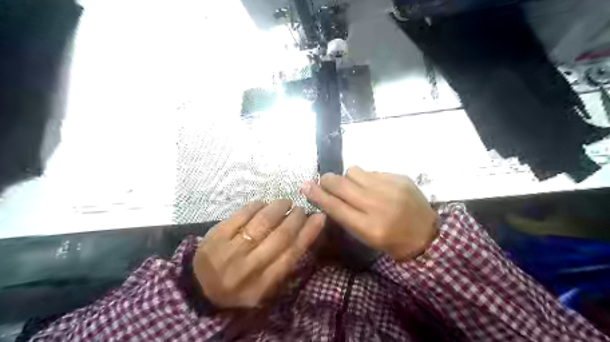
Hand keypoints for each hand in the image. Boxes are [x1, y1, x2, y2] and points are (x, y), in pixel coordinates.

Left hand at [194, 199, 326, 307]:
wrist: (199, 287)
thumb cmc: (238, 285)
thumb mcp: (264, 285)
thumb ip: (283, 262)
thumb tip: (304, 230)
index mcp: (262, 284)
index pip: (291, 255)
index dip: (308, 233)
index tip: (319, 217)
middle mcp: (247, 268)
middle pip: (280, 237)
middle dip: (295, 218)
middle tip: (300, 208)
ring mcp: (229, 251)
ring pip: (262, 222)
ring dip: (278, 208)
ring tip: (285, 203)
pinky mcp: (215, 236)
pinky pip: (241, 215)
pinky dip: (256, 205)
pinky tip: (263, 203)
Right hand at [299, 167, 433, 261]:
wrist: (427, 234)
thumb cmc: (392, 241)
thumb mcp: (366, 237)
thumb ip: (345, 216)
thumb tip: (325, 195)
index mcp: (369, 227)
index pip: (335, 206)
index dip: (317, 195)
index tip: (304, 185)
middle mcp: (378, 205)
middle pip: (341, 184)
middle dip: (328, 180)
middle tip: (326, 181)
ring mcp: (390, 188)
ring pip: (354, 171)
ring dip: (349, 178)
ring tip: (356, 187)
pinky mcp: (399, 177)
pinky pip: (371, 171)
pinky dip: (366, 178)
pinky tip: (375, 187)